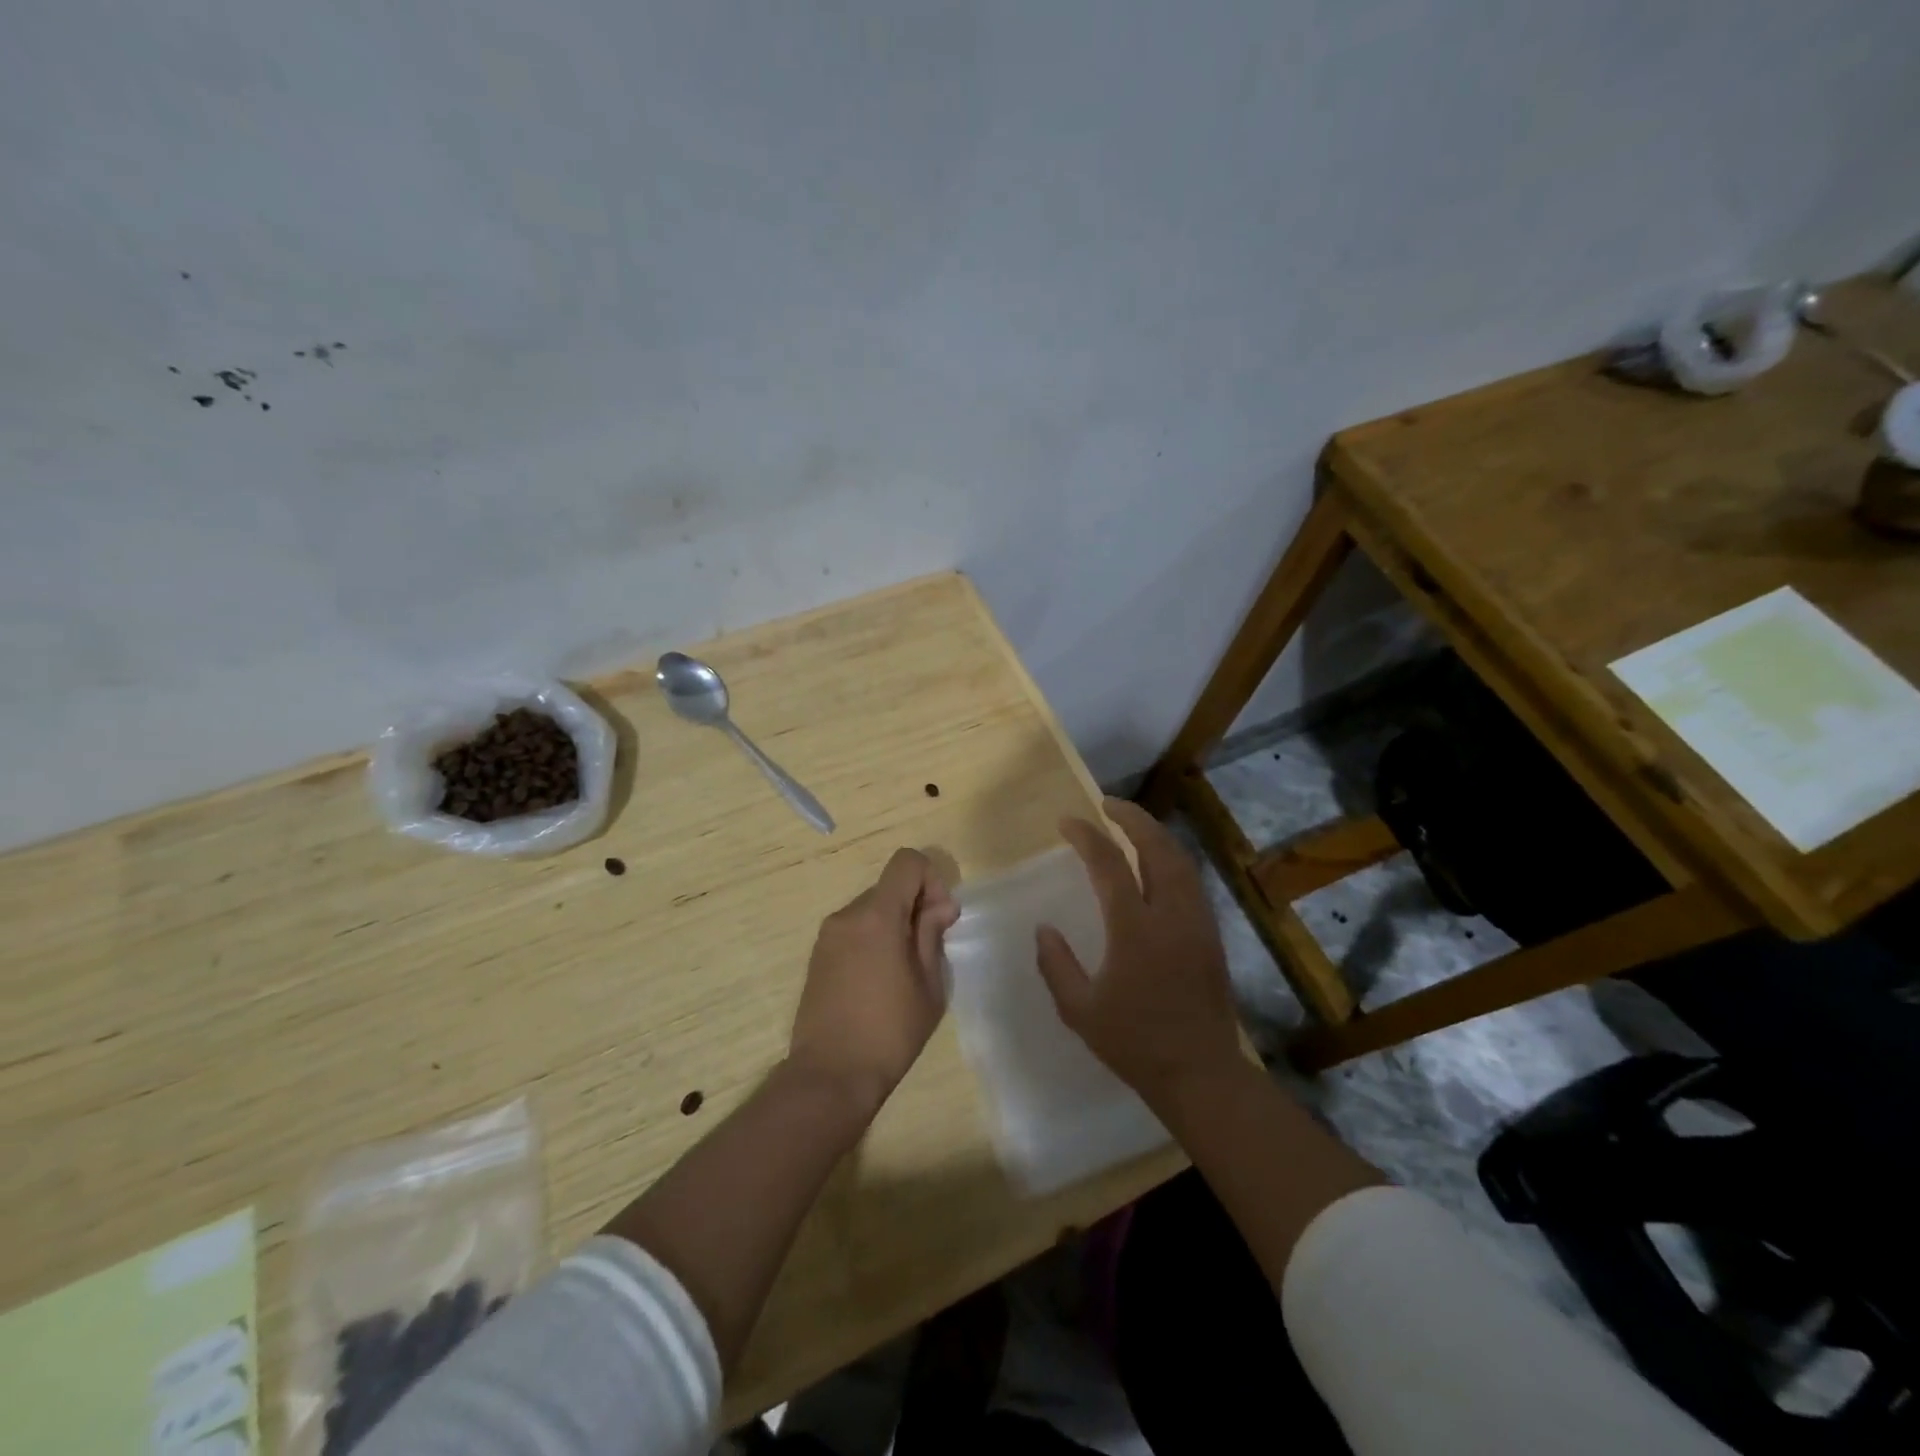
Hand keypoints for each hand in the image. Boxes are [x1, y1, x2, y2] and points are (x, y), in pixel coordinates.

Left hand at [788, 848, 959, 1120]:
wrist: (829, 1075)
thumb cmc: (889, 1032)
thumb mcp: (928, 985)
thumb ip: (932, 935)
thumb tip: (939, 906)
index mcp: (877, 916)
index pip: (907, 862)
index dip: (931, 880)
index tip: (939, 918)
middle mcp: (847, 915)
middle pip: (890, 886)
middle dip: (915, 906)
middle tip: (929, 951)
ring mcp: (828, 935)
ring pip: (872, 908)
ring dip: (894, 924)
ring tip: (904, 971)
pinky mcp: (818, 955)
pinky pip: (854, 929)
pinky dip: (873, 939)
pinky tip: (879, 981)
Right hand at [1036, 799, 1240, 1104]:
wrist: (1200, 1073)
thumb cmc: (1134, 1043)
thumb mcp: (1079, 1010)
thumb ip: (1056, 964)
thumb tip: (1044, 929)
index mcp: (1135, 930)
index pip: (1110, 865)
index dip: (1087, 837)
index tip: (1068, 822)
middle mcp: (1171, 915)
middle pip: (1157, 848)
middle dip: (1133, 819)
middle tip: (1108, 805)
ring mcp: (1197, 922)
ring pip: (1181, 861)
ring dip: (1155, 835)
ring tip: (1132, 825)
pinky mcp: (1211, 934)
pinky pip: (1191, 881)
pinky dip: (1171, 859)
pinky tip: (1156, 864)